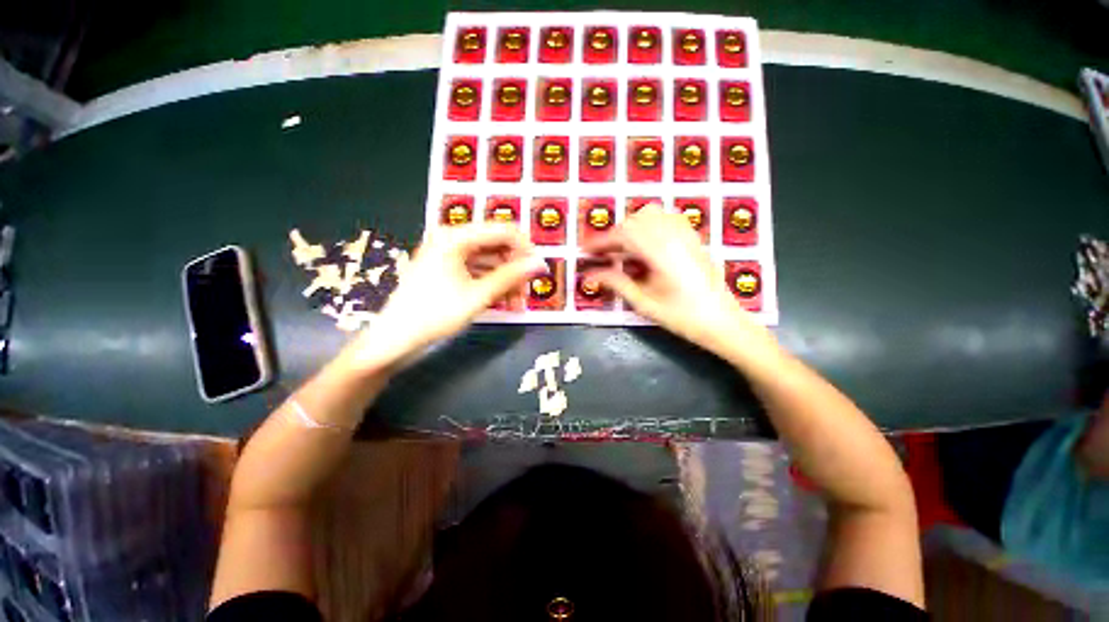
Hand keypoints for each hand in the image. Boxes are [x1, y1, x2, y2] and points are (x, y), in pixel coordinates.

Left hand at [342, 223, 544, 371]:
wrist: (396, 337)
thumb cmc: (435, 314)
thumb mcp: (478, 296)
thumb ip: (511, 277)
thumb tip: (540, 264)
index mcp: (456, 237)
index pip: (503, 231)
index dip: (525, 249)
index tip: (537, 271)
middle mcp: (452, 238)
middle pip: (497, 245)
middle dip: (515, 268)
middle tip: (526, 292)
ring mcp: (448, 253)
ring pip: (489, 259)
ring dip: (506, 279)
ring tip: (516, 303)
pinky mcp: (447, 267)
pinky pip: (478, 269)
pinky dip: (492, 283)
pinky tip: (502, 301)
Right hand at [583, 205, 764, 351]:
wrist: (723, 322)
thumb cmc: (682, 317)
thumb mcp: (644, 303)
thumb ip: (616, 284)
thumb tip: (590, 275)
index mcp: (660, 253)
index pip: (623, 235)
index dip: (600, 241)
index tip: (584, 250)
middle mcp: (673, 236)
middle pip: (635, 220)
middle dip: (613, 235)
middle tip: (601, 254)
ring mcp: (686, 235)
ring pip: (651, 214)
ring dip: (631, 227)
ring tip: (621, 248)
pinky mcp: (692, 238)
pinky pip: (667, 218)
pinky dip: (649, 225)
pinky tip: (645, 243)